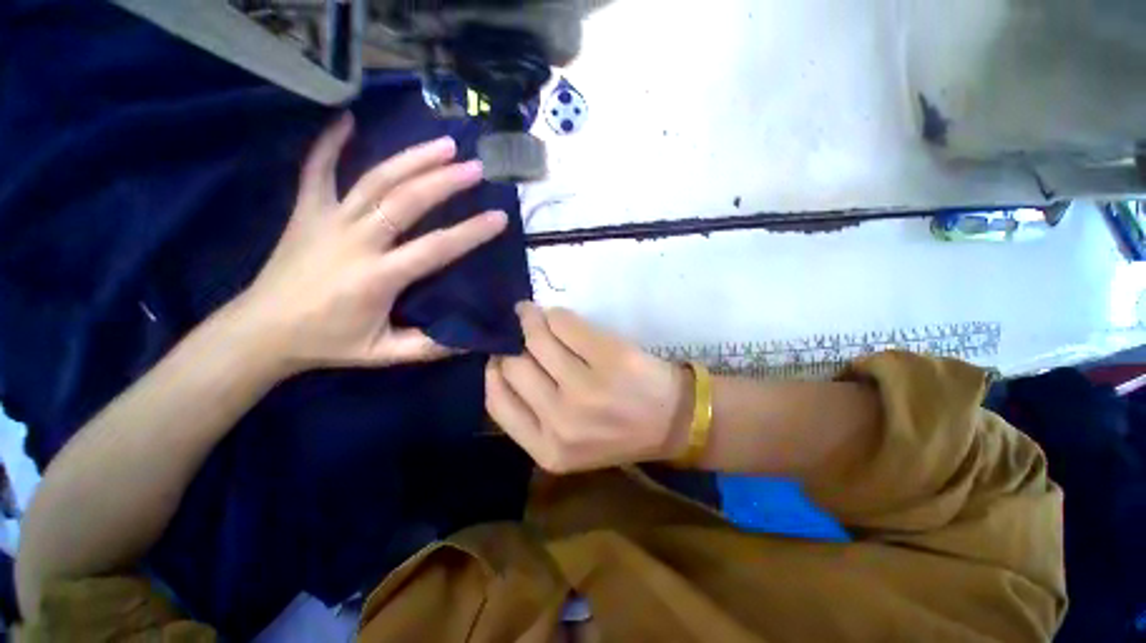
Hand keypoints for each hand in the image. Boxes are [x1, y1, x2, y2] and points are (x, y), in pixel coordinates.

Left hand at [236, 113, 507, 373]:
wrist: (261, 332)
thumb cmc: (328, 343)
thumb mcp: (384, 355)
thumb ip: (429, 347)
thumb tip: (471, 338)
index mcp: (377, 278)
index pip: (435, 248)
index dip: (471, 232)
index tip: (499, 217)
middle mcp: (354, 241)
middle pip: (404, 201)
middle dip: (444, 181)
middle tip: (475, 168)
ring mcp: (326, 221)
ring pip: (374, 180)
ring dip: (411, 159)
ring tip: (443, 144)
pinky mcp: (305, 212)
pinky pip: (316, 170)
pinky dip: (329, 142)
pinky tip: (346, 118)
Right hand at [485, 303, 692, 472]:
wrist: (674, 421)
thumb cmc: (616, 430)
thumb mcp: (566, 442)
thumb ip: (532, 412)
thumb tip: (503, 360)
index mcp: (547, 449)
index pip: (496, 401)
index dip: (494, 371)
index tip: (500, 355)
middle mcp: (562, 421)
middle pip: (514, 365)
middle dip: (512, 344)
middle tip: (520, 331)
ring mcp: (588, 389)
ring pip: (536, 338)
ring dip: (531, 321)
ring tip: (533, 315)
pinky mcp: (610, 357)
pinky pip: (565, 323)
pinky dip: (556, 315)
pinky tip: (557, 317)